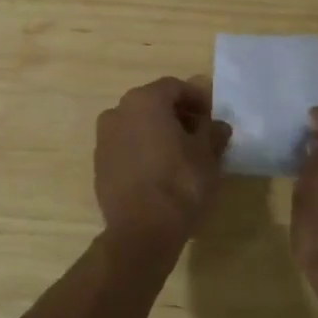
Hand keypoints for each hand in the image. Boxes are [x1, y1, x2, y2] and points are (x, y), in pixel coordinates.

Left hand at [94, 76, 232, 244]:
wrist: (141, 230)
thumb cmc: (180, 183)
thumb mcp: (207, 156)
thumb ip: (212, 133)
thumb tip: (217, 126)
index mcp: (145, 101)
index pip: (175, 87)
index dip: (197, 99)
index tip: (212, 116)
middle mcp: (118, 112)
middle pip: (153, 104)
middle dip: (177, 115)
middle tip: (199, 134)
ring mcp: (104, 139)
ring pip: (137, 126)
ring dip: (158, 133)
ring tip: (181, 154)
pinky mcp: (99, 165)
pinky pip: (126, 147)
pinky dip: (143, 150)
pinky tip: (160, 171)